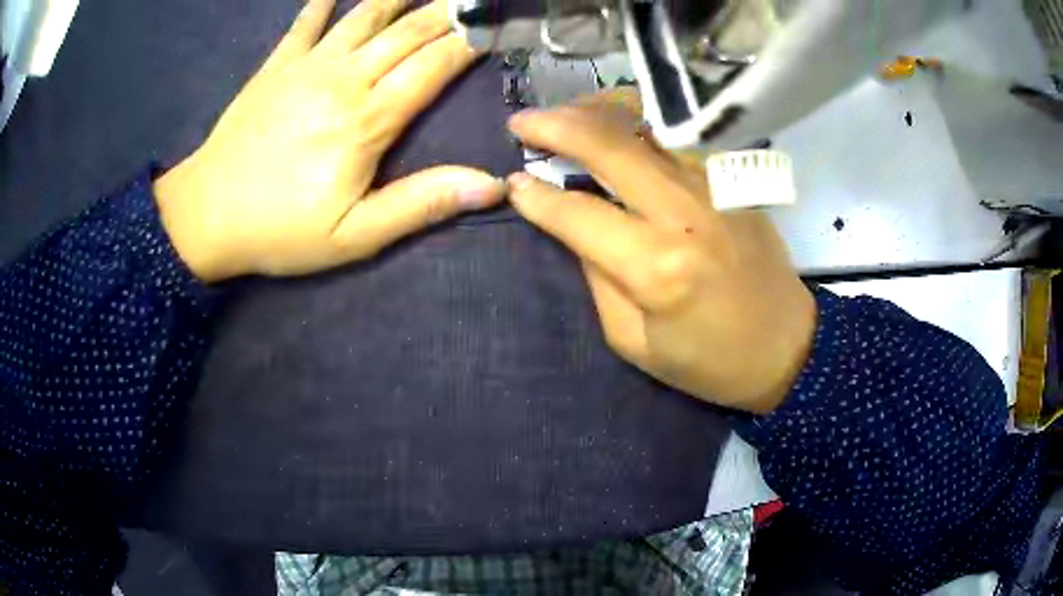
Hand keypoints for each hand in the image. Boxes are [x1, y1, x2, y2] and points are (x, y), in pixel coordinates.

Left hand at [154, 0, 504, 281]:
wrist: (205, 216)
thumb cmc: (280, 230)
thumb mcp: (355, 236)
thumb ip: (421, 204)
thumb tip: (490, 186)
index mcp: (368, 119)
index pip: (435, 65)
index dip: (471, 43)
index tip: (497, 28)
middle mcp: (344, 78)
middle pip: (408, 31)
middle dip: (448, 11)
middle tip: (474, 0)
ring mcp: (307, 65)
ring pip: (365, 15)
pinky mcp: (276, 65)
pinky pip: (307, 21)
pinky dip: (325, 0)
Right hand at [505, 93, 816, 413]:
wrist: (786, 347)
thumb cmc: (710, 361)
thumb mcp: (635, 342)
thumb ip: (598, 279)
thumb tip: (573, 225)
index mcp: (657, 266)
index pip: (578, 214)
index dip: (537, 197)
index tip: (512, 183)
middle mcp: (685, 212)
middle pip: (610, 146)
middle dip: (556, 126)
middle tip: (522, 123)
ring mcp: (716, 187)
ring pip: (647, 125)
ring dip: (597, 111)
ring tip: (565, 114)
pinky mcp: (735, 179)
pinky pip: (678, 134)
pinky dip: (641, 120)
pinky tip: (619, 123)